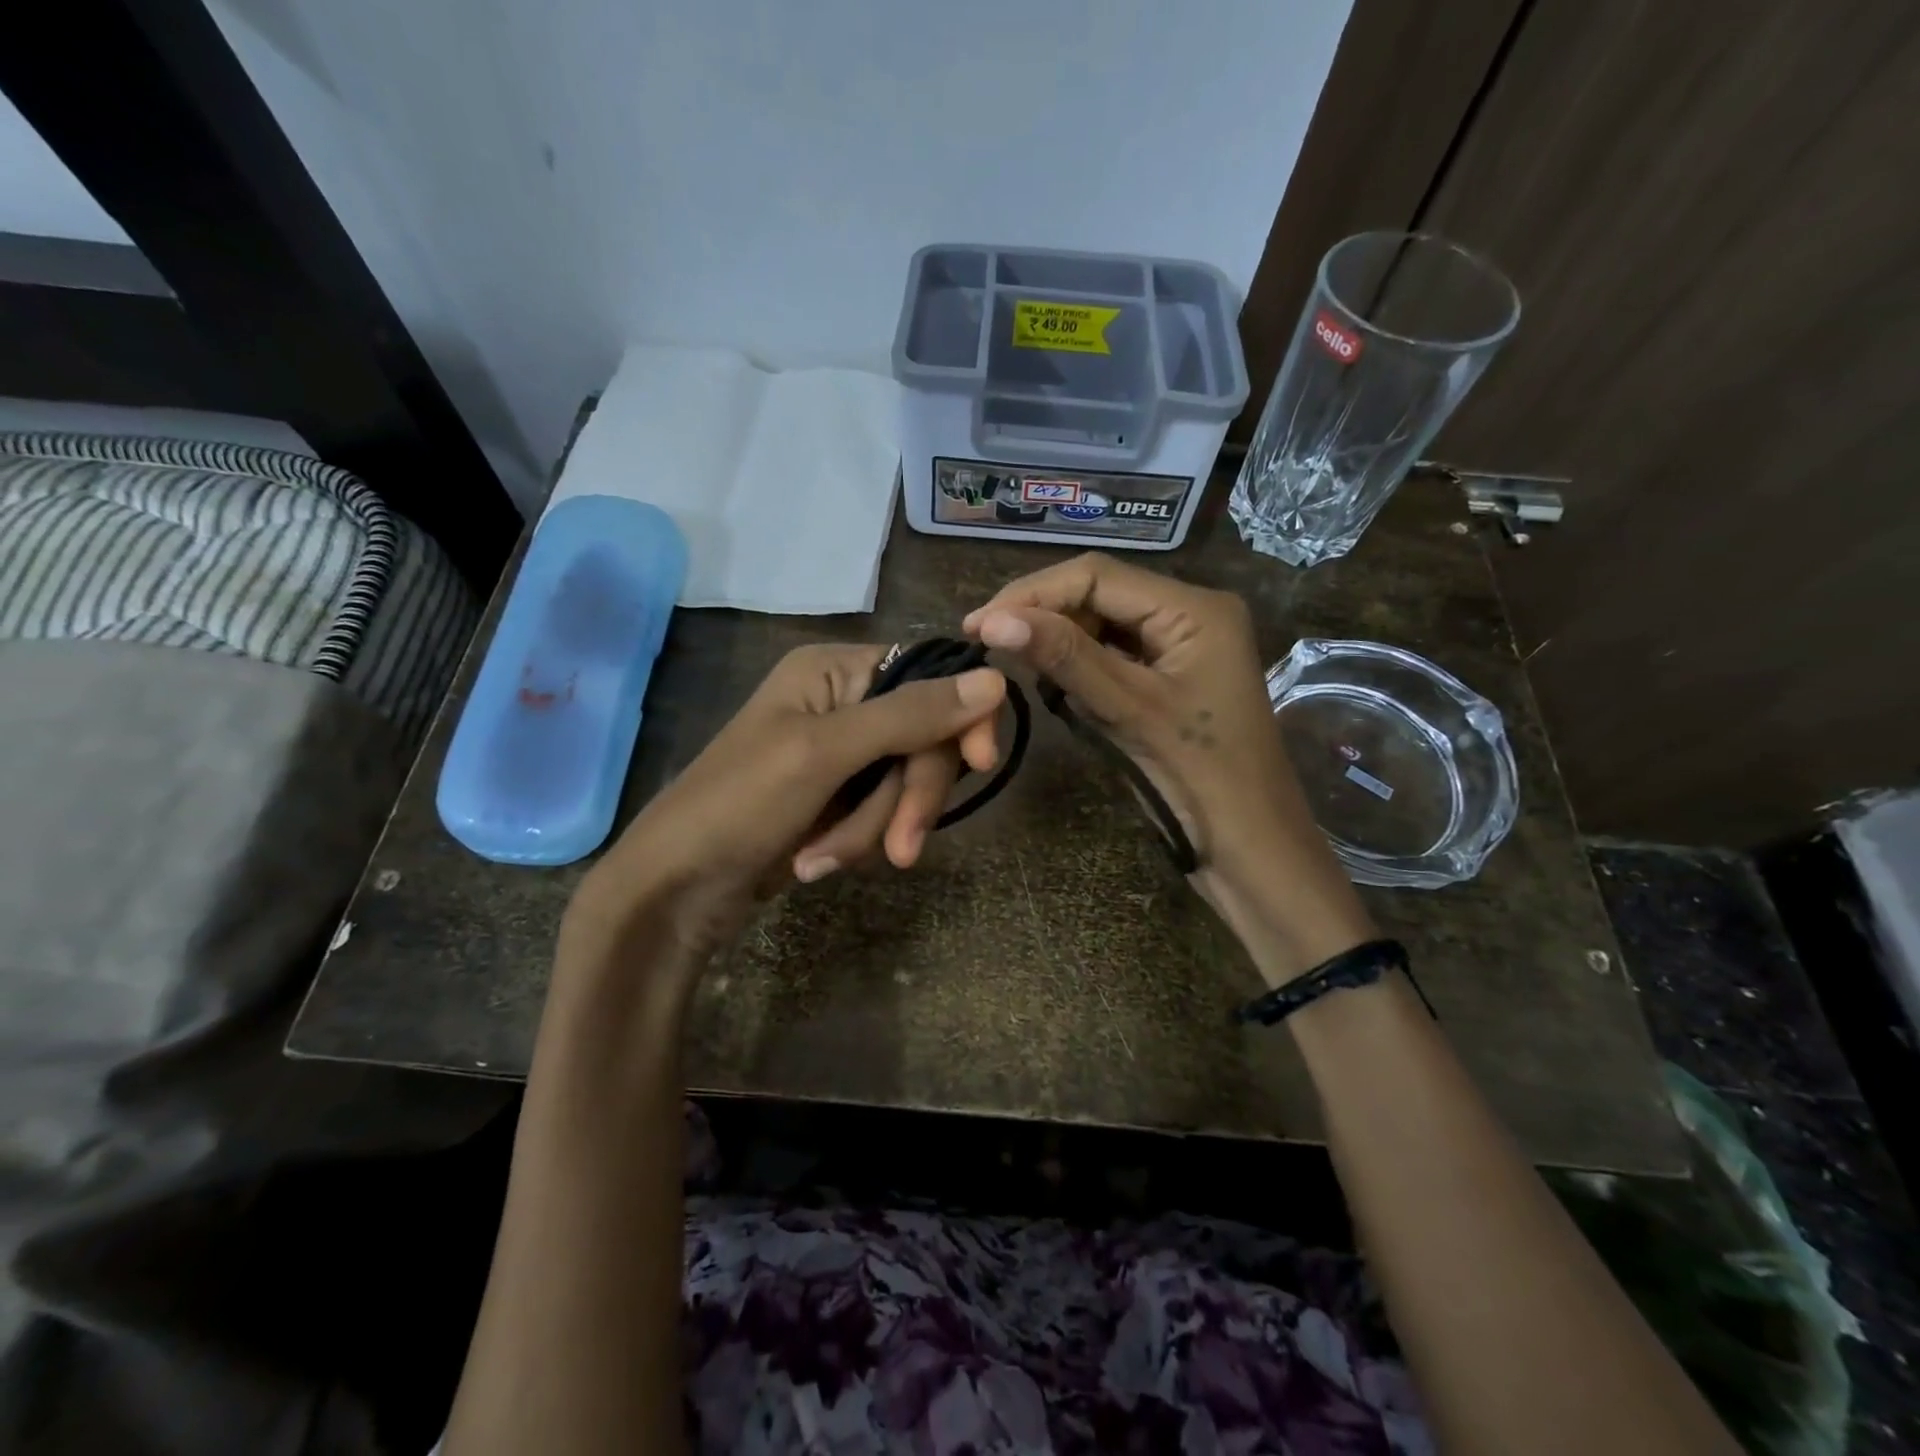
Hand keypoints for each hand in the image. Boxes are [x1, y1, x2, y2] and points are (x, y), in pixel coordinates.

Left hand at [566, 643, 1003, 960]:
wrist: (676, 889)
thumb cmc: (739, 805)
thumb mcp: (827, 754)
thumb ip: (910, 715)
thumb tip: (995, 678)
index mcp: (834, 669)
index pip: (930, 676)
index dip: (960, 719)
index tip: (980, 763)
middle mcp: (843, 701)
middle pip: (925, 738)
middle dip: (908, 798)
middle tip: (901, 850)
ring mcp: (842, 753)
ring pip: (907, 783)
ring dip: (875, 828)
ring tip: (825, 861)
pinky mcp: (840, 797)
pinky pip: (884, 811)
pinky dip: (859, 841)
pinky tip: (818, 863)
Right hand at [964, 553, 1372, 983]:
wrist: (1251, 849)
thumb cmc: (1202, 779)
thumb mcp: (1129, 711)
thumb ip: (1064, 658)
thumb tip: (993, 620)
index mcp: (1195, 608)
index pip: (1097, 576)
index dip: (1032, 594)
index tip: (976, 624)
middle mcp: (1190, 613)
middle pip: (1098, 594)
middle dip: (1042, 616)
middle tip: (985, 644)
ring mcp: (1179, 646)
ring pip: (1100, 624)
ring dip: (1057, 642)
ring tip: (1013, 664)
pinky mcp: (1167, 676)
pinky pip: (1111, 654)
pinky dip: (1077, 666)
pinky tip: (1052, 684)